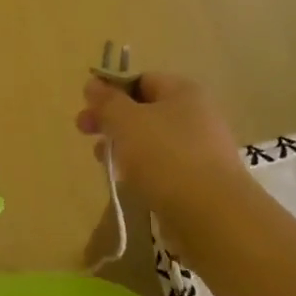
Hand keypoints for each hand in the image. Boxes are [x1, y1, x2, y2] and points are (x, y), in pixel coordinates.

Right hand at [76, 73, 249, 235]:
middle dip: (111, 120)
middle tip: (83, 131)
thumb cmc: (166, 157)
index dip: (110, 89)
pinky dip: (141, 170)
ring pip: (151, 140)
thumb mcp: (126, 121)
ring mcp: (200, 149)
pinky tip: (126, 182)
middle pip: (144, 110)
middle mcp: (196, 115)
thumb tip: (93, 83)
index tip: (86, 105)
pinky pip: (163, 167)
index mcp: (182, 92)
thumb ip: (107, 101)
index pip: (140, 80)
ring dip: (123, 146)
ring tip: (102, 160)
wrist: (212, 216)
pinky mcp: (199, 181)